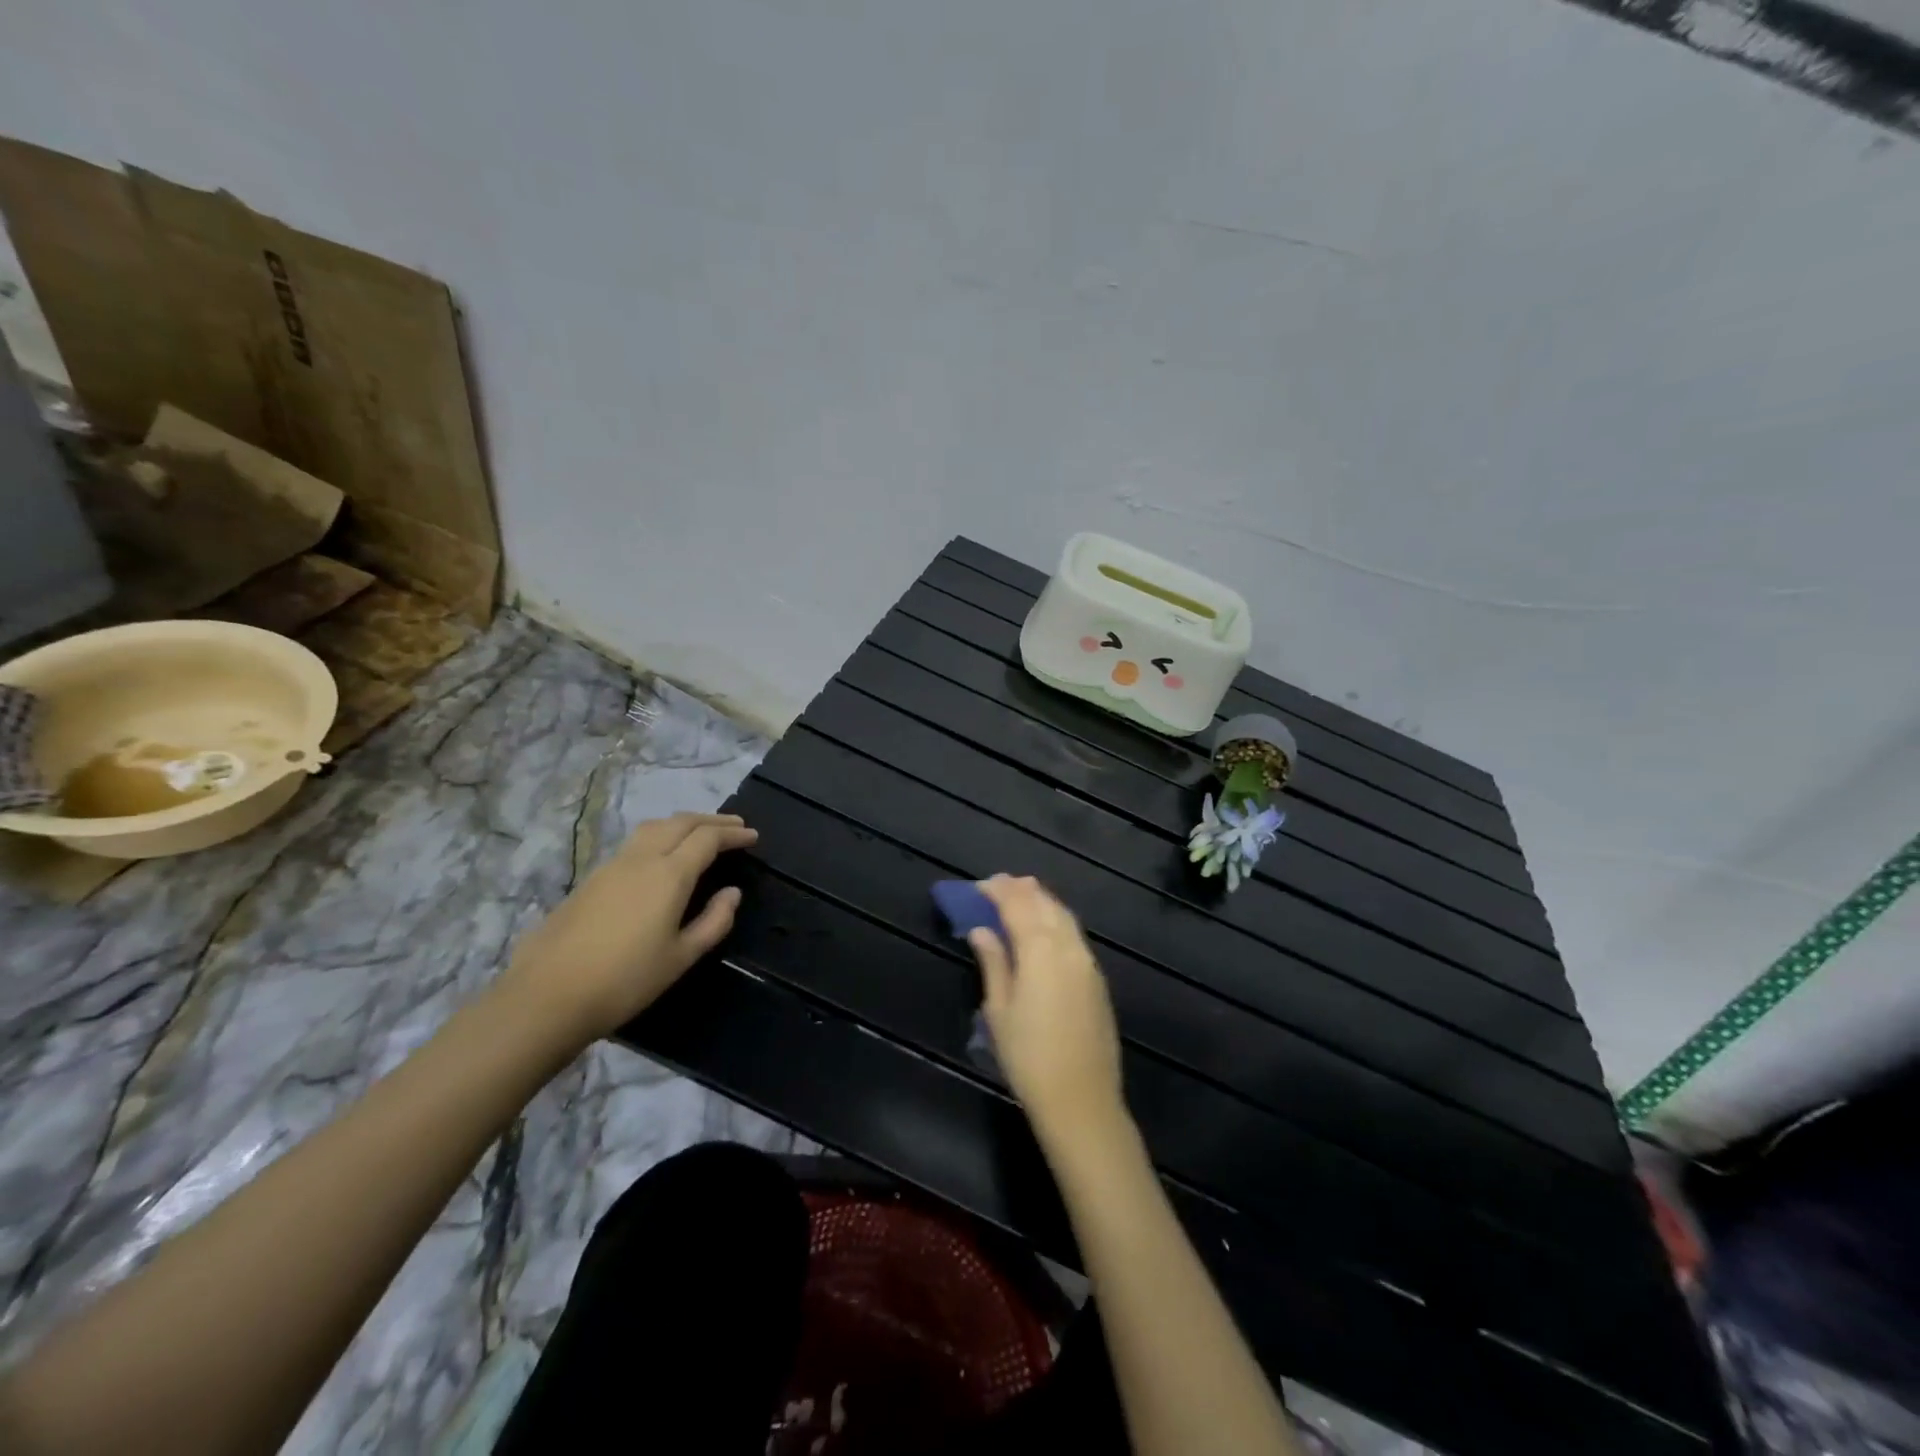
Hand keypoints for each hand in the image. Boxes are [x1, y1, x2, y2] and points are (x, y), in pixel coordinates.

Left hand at [498, 812, 757, 1048]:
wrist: (546, 996)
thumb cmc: (625, 980)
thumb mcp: (681, 957)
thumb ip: (713, 921)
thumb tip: (732, 893)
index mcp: (669, 875)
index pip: (708, 838)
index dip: (733, 833)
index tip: (753, 836)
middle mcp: (641, 859)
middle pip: (681, 822)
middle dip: (711, 820)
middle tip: (735, 826)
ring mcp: (612, 866)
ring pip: (654, 827)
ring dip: (683, 823)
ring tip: (701, 833)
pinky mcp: (591, 879)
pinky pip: (636, 842)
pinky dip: (661, 836)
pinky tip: (663, 855)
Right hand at [969, 875, 1124, 1141]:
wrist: (1081, 1100)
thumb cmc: (1028, 1057)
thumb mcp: (999, 1010)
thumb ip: (993, 962)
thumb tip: (981, 930)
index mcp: (1040, 949)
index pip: (1017, 905)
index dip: (998, 891)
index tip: (980, 885)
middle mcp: (1068, 946)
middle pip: (1044, 904)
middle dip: (1021, 890)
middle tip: (998, 885)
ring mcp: (1087, 962)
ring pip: (1064, 917)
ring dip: (1042, 901)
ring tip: (1021, 897)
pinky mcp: (1097, 979)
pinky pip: (1074, 935)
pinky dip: (1056, 921)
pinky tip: (1045, 929)